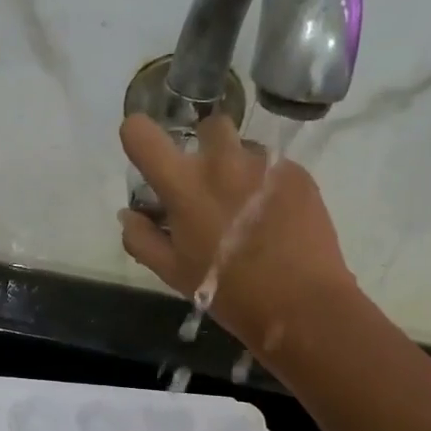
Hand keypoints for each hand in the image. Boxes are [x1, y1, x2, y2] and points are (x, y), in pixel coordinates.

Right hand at [119, 113, 354, 353]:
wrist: (301, 304)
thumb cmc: (229, 292)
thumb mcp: (174, 274)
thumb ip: (142, 239)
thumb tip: (129, 214)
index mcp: (183, 185)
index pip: (141, 133)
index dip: (138, 137)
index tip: (148, 155)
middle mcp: (223, 162)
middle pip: (207, 126)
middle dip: (205, 147)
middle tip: (209, 185)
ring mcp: (265, 164)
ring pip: (246, 148)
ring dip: (240, 168)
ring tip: (248, 207)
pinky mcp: (298, 174)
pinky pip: (275, 167)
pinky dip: (269, 185)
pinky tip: (276, 218)